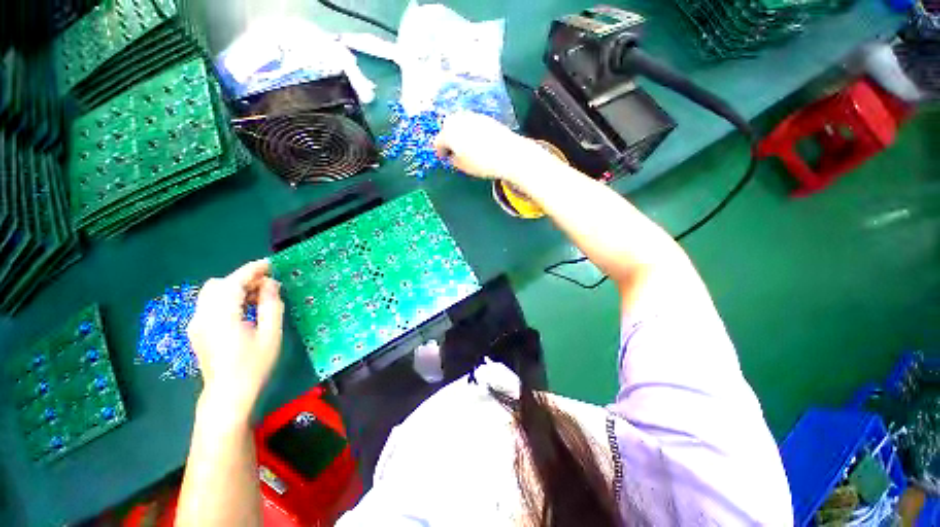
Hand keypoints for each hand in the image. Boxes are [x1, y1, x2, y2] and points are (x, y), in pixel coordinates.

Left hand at [187, 259, 283, 420]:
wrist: (228, 394)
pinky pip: (209, 305)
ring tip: (257, 298)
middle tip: (266, 286)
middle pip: (218, 285)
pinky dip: (226, 300)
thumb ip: (271, 305)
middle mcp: (202, 316)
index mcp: (221, 316)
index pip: (233, 282)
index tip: (270, 264)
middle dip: (242, 280)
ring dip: (234, 289)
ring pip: (212, 294)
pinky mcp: (197, 331)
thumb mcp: (271, 334)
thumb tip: (271, 284)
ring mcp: (196, 324)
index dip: (252, 270)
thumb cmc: (253, 365)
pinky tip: (243, 310)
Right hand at [433, 111, 553, 183]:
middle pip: (447, 127)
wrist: (508, 153)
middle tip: (452, 151)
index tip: (443, 158)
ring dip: (458, 132)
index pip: (438, 142)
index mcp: (449, 133)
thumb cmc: (482, 163)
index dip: (440, 152)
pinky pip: (471, 122)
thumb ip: (453, 160)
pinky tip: (476, 141)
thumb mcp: (463, 166)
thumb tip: (452, 156)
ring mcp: (472, 117)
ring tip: (464, 146)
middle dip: (448, 138)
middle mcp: (458, 120)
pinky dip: (470, 130)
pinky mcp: (485, 117)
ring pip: (459, 122)